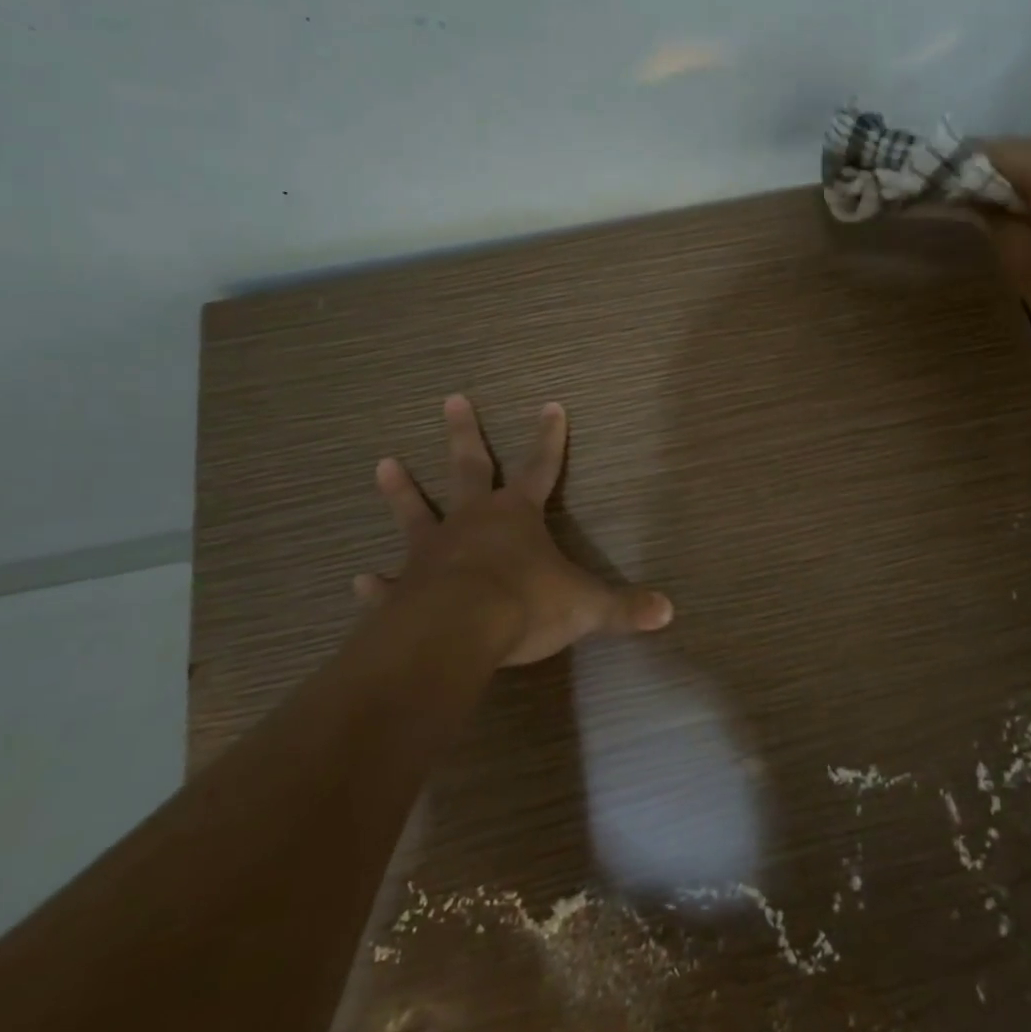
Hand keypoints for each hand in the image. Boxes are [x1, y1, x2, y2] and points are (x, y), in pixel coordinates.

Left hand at [353, 395, 673, 665]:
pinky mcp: (403, 589)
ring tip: (384, 464)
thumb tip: (668, 612)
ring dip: (402, 491)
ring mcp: (432, 551)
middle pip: (469, 467)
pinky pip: (389, 583)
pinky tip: (361, 580)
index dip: (549, 438)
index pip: (541, 466)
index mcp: (516, 515)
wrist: (457, 632)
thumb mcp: (585, 606)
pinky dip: (377, 583)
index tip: (550, 405)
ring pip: (415, 512)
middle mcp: (472, 522)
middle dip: (464, 433)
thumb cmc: (525, 604)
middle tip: (451, 399)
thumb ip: (624, 607)